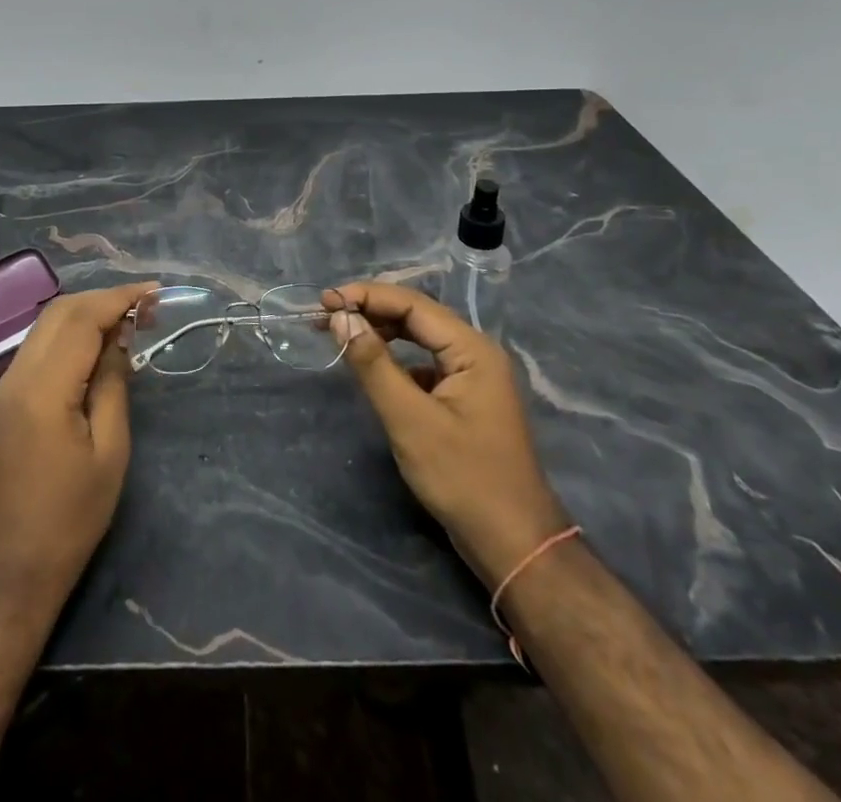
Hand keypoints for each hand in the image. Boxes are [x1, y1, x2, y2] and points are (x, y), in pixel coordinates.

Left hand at [0, 281, 156, 613]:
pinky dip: (69, 335)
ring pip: (45, 326)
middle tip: (146, 307)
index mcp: (43, 389)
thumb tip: (120, 338)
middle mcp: (16, 377)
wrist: (9, 573)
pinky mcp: (3, 402)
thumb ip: (113, 384)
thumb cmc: (70, 519)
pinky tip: (96, 348)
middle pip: (59, 312)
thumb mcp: (109, 452)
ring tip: (128, 322)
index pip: (82, 319)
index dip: (120, 299)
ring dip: (85, 314)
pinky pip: (38, 348)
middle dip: (103, 299)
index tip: (156, 293)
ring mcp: (4, 388)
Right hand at [325, 282, 568, 585]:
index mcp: (472, 349)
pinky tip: (374, 371)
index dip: (367, 296)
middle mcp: (476, 353)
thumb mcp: (410, 420)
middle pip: (417, 316)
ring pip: (421, 340)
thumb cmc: (463, 478)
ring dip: (382, 333)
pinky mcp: (465, 400)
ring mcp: (474, 377)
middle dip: (372, 310)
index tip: (325, 300)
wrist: (514, 545)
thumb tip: (341, 319)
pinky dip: (396, 360)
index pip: (413, 304)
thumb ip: (374, 365)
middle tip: (326, 314)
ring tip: (343, 335)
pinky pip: (425, 365)